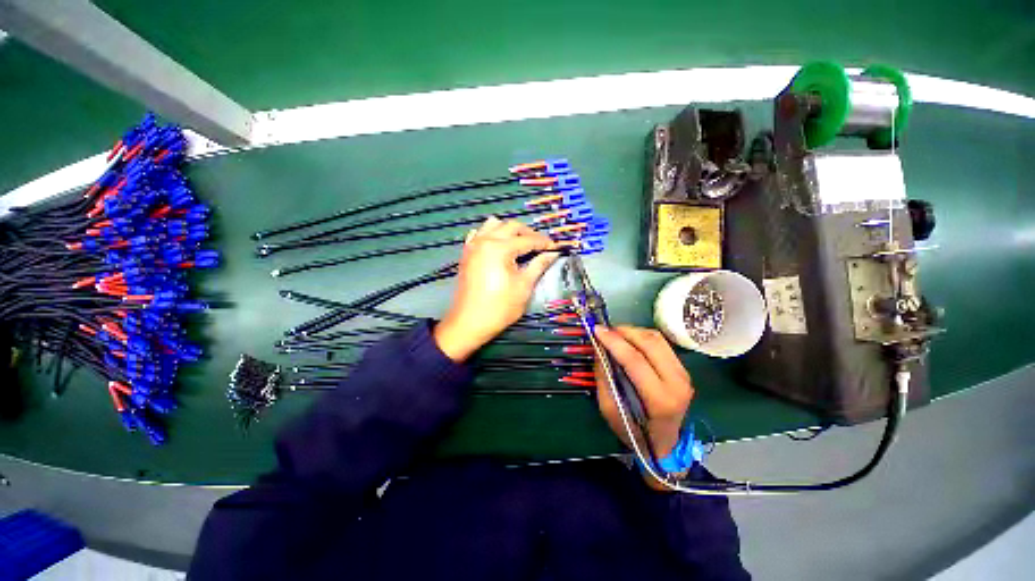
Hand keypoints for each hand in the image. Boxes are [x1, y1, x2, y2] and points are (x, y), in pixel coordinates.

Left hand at [434, 217, 560, 360]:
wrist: (469, 322)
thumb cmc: (500, 307)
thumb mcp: (524, 286)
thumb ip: (539, 265)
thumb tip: (553, 253)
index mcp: (499, 248)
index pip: (528, 239)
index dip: (544, 243)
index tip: (556, 247)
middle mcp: (484, 240)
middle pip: (511, 226)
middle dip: (529, 233)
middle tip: (541, 246)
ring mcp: (473, 245)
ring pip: (493, 224)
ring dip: (509, 230)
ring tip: (520, 244)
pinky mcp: (467, 253)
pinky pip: (479, 233)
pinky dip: (491, 234)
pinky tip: (498, 247)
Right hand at [593, 326, 694, 484]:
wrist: (664, 444)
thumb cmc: (634, 432)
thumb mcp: (610, 410)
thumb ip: (604, 378)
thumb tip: (599, 348)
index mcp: (661, 400)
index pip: (635, 361)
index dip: (614, 342)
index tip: (597, 330)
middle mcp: (677, 383)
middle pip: (650, 344)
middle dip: (624, 331)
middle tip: (604, 330)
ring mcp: (684, 374)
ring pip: (657, 339)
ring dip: (633, 331)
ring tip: (614, 333)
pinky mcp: (683, 369)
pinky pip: (661, 343)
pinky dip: (642, 336)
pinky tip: (629, 340)